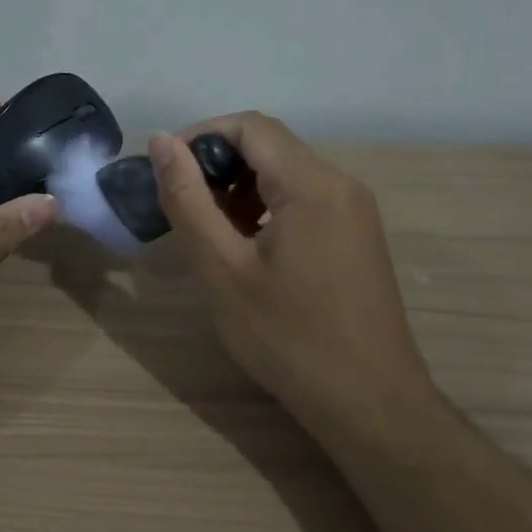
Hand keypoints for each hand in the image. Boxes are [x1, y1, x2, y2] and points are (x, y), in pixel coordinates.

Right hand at [149, 113, 430, 419]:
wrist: (370, 405)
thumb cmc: (289, 337)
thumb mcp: (223, 269)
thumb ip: (187, 200)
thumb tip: (161, 142)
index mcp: (312, 183)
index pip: (249, 126)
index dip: (199, 137)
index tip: (163, 172)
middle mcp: (340, 184)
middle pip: (269, 146)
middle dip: (216, 166)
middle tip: (178, 206)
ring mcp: (354, 211)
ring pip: (285, 174)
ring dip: (238, 189)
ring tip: (206, 232)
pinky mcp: (356, 236)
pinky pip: (303, 201)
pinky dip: (264, 209)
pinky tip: (244, 249)